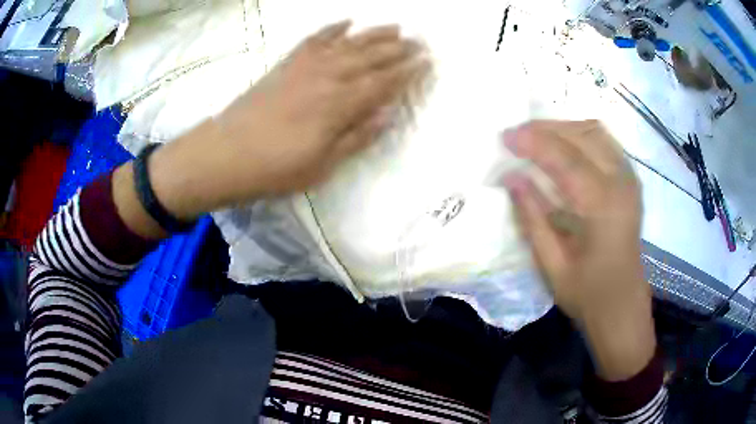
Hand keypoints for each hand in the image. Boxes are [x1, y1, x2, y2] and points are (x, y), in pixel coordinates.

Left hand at [143, 21, 428, 221]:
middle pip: (370, 58)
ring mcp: (305, 67)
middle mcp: (327, 78)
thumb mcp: (322, 165)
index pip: (383, 84)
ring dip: (373, 34)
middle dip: (398, 49)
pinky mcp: (286, 64)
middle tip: (420, 42)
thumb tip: (388, 114)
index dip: (407, 73)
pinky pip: (314, 40)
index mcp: (339, 106)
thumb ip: (356, 137)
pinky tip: (346, 21)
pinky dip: (331, 29)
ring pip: (347, 44)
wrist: (225, 154)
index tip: (427, 62)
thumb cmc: (275, 168)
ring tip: (395, 27)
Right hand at [503, 120, 654, 380]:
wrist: (623, 306)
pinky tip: (563, 146)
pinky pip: (605, 142)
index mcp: (603, 208)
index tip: (505, 136)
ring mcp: (630, 179)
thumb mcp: (553, 265)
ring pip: (596, 132)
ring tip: (536, 137)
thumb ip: (532, 218)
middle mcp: (622, 183)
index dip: (533, 142)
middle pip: (584, 134)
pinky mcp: (631, 181)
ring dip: (564, 127)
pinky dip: (580, 136)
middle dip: (547, 127)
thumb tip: (511, 177)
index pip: (566, 158)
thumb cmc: (588, 294)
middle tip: (517, 135)